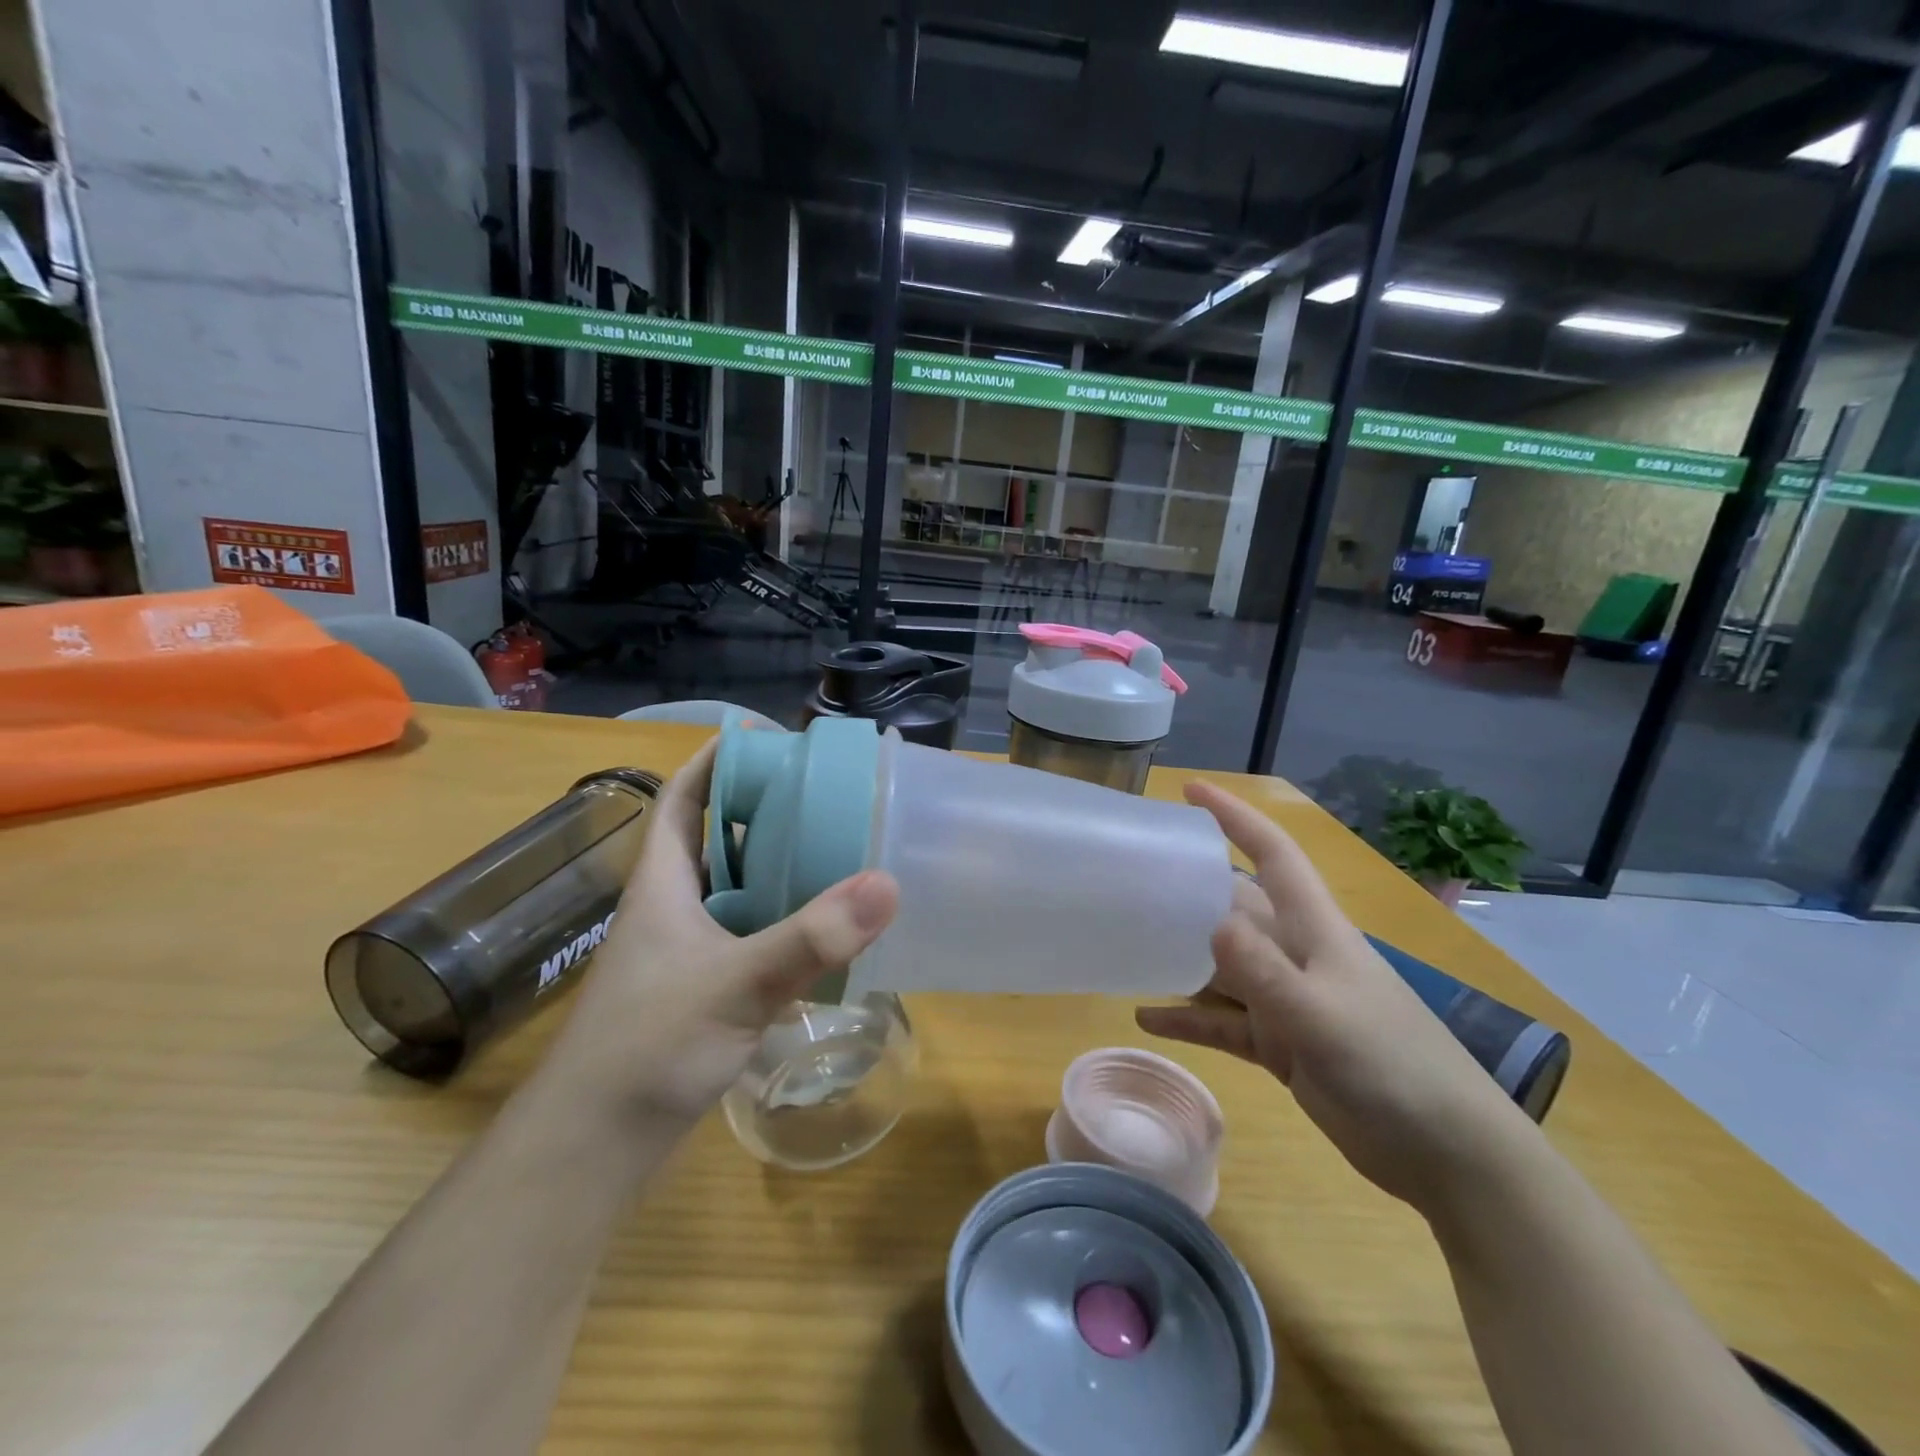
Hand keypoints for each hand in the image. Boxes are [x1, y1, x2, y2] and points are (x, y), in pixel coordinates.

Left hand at [541, 741, 898, 1127]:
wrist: (590, 1149)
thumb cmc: (647, 1048)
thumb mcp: (734, 985)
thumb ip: (810, 938)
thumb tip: (886, 883)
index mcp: (663, 882)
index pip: (684, 797)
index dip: (718, 761)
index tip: (769, 739)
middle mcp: (670, 906)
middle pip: (717, 838)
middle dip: (763, 809)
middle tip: (824, 794)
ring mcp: (683, 950)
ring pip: (734, 888)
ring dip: (775, 866)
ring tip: (834, 848)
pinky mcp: (699, 988)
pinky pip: (746, 932)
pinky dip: (780, 919)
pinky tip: (820, 929)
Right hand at [1137, 781, 1537, 1219]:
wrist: (1447, 1155)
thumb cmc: (1393, 1068)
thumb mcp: (1322, 1017)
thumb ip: (1265, 972)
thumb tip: (1208, 918)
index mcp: (1314, 930)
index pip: (1272, 854)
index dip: (1235, 817)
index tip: (1191, 792)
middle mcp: (1296, 954)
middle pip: (1234, 907)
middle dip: (1189, 891)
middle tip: (1131, 881)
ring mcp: (1287, 1001)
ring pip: (1222, 965)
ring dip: (1181, 958)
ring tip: (1128, 946)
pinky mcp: (1281, 1044)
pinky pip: (1223, 1022)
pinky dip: (1188, 1017)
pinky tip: (1146, 1018)